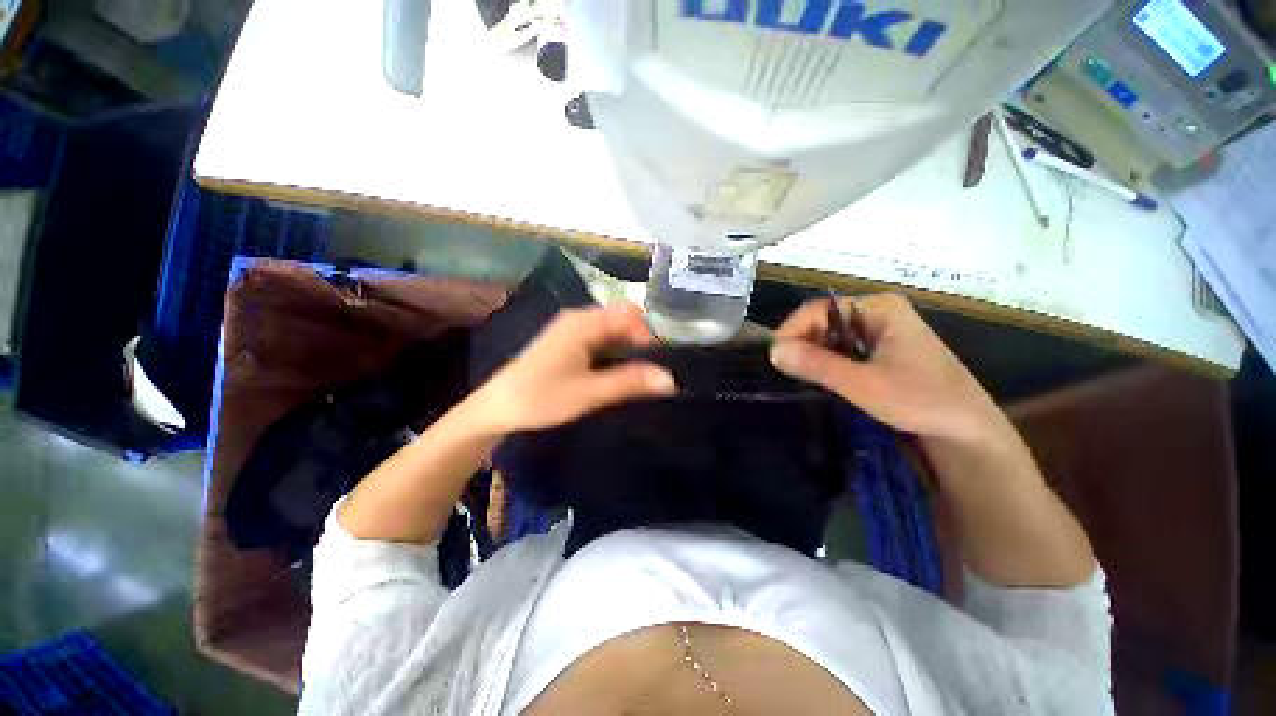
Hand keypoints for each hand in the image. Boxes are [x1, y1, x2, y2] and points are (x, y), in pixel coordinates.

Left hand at [464, 304, 676, 433]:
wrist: (498, 408)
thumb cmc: (541, 397)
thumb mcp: (590, 392)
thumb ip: (630, 382)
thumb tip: (670, 379)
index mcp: (585, 323)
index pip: (631, 315)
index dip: (653, 332)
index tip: (668, 358)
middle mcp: (580, 319)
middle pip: (623, 320)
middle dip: (644, 340)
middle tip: (660, 366)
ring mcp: (573, 330)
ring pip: (613, 330)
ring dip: (631, 346)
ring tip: (648, 370)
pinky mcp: (569, 343)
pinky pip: (602, 339)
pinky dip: (617, 351)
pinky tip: (624, 369)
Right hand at [769, 294, 1013, 448]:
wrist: (967, 432)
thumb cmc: (921, 402)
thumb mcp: (863, 384)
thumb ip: (817, 365)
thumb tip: (773, 350)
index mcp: (880, 308)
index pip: (821, 309)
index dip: (793, 329)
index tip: (774, 356)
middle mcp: (879, 312)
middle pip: (825, 319)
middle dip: (802, 342)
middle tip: (784, 369)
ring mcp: (882, 330)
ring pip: (831, 334)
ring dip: (813, 353)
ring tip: (798, 373)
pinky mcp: (882, 349)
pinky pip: (842, 347)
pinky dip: (827, 360)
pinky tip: (820, 376)